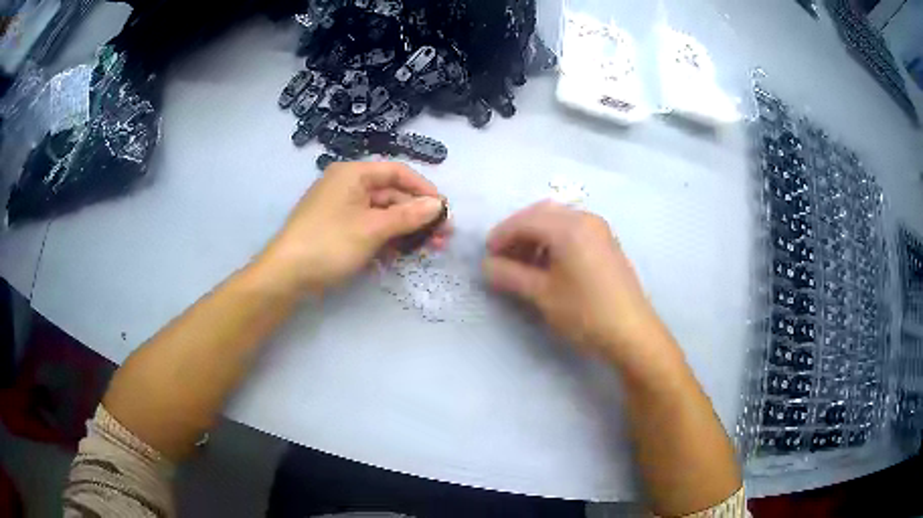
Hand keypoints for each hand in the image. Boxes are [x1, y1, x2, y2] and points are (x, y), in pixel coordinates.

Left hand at [257, 161, 447, 295]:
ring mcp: (343, 209)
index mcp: (353, 174)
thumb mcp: (372, 229)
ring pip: (382, 215)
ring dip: (405, 231)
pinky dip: (386, 240)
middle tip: (442, 237)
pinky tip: (401, 256)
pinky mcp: (339, 230)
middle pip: (391, 195)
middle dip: (417, 215)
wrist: (286, 276)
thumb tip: (438, 204)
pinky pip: (369, 228)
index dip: (423, 188)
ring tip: (429, 250)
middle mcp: (348, 186)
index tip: (444, 209)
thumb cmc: (329, 243)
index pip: (397, 172)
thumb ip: (408, 215)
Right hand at [483, 201, 661, 360]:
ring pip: (558, 222)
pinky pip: (573, 231)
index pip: (525, 221)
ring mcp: (600, 230)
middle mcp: (585, 219)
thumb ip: (510, 275)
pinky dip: (554, 241)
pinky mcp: (607, 243)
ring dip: (536, 236)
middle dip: (518, 232)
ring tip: (523, 264)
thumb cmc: (585, 312)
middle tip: (502, 257)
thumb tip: (486, 266)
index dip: (501, 235)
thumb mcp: (542, 294)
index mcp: (569, 227)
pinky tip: (548, 265)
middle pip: (542, 214)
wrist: (632, 333)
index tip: (486, 256)